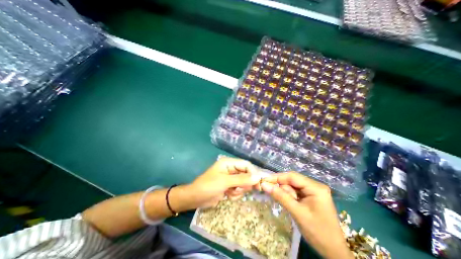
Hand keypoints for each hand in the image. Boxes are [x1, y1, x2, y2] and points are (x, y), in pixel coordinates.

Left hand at [185, 157, 260, 207]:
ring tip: (230, 192)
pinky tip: (227, 195)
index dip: (253, 173)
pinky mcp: (229, 186)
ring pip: (243, 183)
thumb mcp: (225, 182)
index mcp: (229, 163)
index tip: (258, 184)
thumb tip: (258, 177)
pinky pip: (239, 189)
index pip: (246, 165)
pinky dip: (235, 194)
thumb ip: (242, 179)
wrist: (195, 198)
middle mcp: (231, 169)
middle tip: (239, 190)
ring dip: (239, 190)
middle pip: (246, 174)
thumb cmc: (208, 186)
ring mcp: (230, 178)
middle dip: (244, 184)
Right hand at [259, 172, 353, 258]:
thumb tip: (264, 185)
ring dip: (285, 193)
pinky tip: (288, 203)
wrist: (333, 252)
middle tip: (270, 192)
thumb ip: (280, 197)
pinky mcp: (310, 196)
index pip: (292, 176)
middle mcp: (315, 186)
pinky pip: (295, 192)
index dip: (277, 177)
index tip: (264, 180)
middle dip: (281, 186)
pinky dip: (289, 196)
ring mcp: (313, 191)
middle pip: (292, 181)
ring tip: (286, 204)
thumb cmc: (318, 232)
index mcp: (316, 187)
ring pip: (292, 186)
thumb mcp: (297, 213)